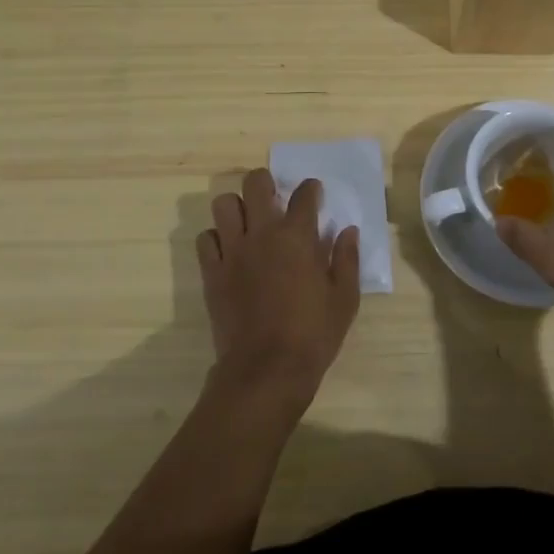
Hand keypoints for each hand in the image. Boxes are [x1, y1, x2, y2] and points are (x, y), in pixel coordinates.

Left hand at [196, 169, 359, 415]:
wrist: (266, 370)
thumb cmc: (313, 335)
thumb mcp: (345, 299)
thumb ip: (347, 260)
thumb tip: (347, 231)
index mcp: (298, 237)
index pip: (304, 195)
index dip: (310, 189)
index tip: (313, 194)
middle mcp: (262, 234)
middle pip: (255, 184)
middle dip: (265, 182)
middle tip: (274, 198)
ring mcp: (233, 251)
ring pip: (224, 204)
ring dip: (236, 206)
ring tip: (247, 221)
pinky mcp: (212, 272)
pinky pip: (206, 239)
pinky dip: (216, 237)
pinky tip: (229, 249)